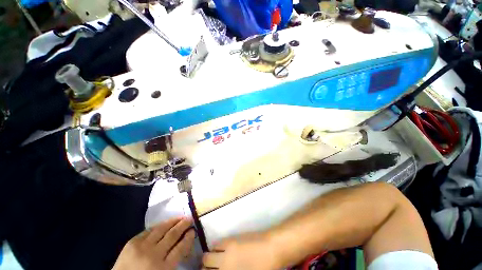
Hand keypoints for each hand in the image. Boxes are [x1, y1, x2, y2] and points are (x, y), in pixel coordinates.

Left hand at [112, 217, 195, 269]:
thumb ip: (174, 260)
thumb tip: (185, 243)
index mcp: (163, 268)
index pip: (180, 248)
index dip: (188, 238)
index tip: (193, 230)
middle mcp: (154, 255)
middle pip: (172, 235)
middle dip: (183, 225)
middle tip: (190, 219)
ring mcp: (142, 247)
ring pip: (162, 229)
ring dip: (173, 221)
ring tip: (180, 217)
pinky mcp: (132, 242)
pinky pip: (149, 230)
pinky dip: (158, 226)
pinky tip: (164, 223)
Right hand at [202, 232, 279, 269]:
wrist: (272, 249)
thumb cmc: (264, 268)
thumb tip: (224, 268)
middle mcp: (224, 267)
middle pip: (204, 267)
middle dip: (205, 268)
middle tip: (210, 268)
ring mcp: (226, 254)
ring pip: (207, 256)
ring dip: (209, 258)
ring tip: (215, 258)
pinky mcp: (230, 241)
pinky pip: (217, 244)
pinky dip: (216, 248)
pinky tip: (222, 249)